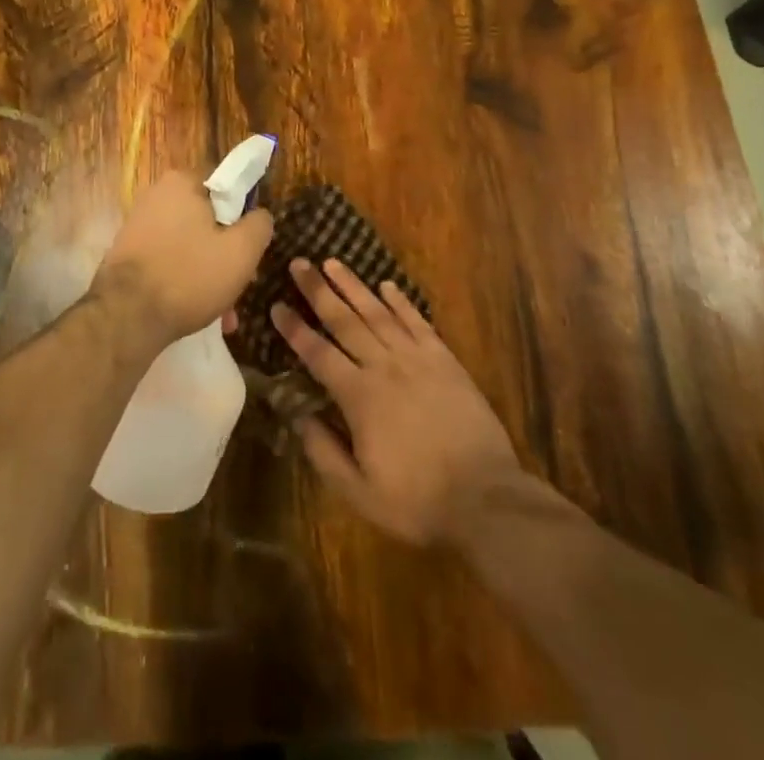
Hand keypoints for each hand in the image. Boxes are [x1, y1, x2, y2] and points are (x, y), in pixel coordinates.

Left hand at [94, 170, 272, 350]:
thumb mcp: (242, 251)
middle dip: (226, 253)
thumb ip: (259, 225)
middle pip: (208, 220)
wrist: (125, 317)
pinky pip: (169, 259)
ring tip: (221, 311)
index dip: (244, 218)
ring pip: (190, 244)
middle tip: (239, 285)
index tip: (249, 249)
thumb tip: (259, 215)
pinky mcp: (128, 252)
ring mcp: (139, 224)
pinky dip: (185, 280)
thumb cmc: (189, 276)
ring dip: (209, 272)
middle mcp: (156, 195)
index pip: (227, 188)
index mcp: (182, 182)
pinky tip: (196, 311)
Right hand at [273, 259, 523, 545]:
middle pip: (345, 321)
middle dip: (318, 291)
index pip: (317, 353)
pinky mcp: (445, 360)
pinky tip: (387, 286)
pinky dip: (400, 302)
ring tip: (333, 263)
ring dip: (353, 286)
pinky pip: (417, 322)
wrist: (486, 498)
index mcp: (359, 397)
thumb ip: (323, 452)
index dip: (294, 329)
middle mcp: (384, 367)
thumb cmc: (417, 501)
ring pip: (378, 313)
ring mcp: (417, 359)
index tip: (276, 305)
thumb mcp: (359, 492)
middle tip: (299, 263)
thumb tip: (297, 416)